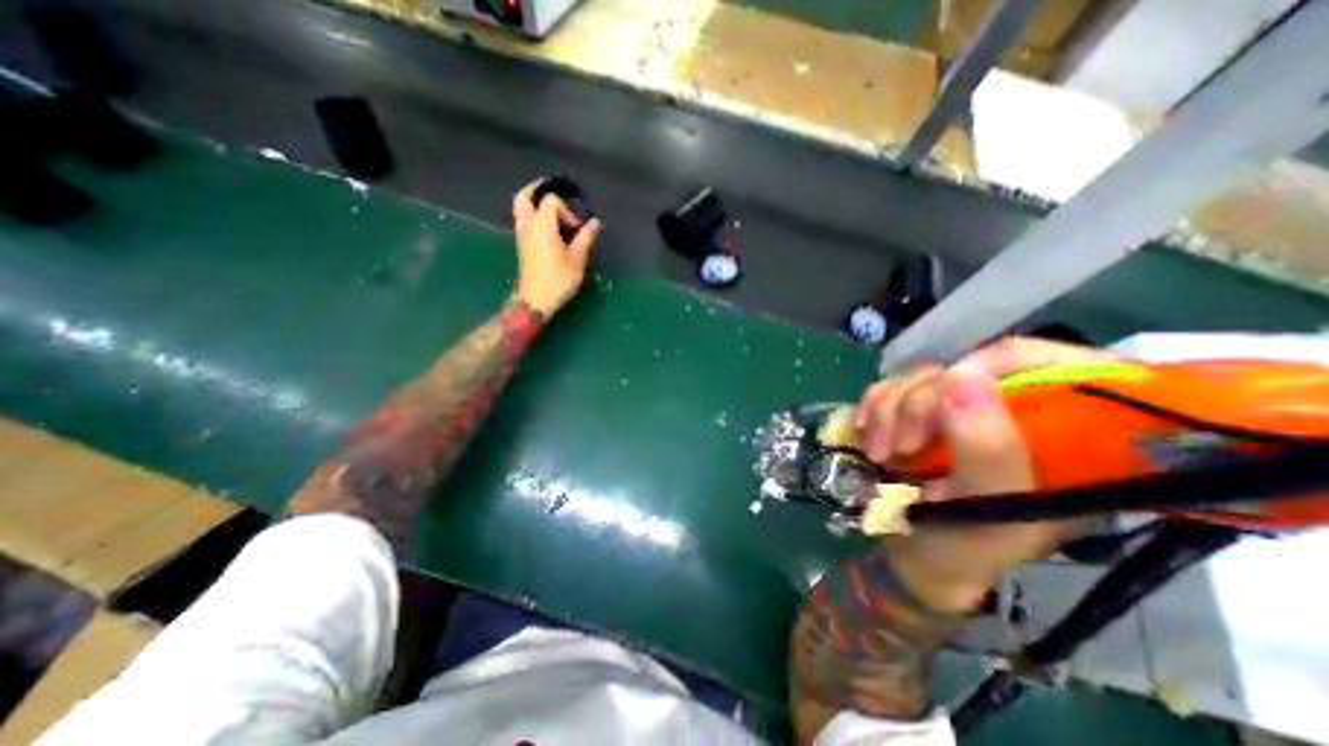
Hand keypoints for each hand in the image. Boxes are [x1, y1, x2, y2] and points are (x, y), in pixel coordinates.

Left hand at [510, 184, 603, 320]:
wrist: (536, 299)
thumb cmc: (558, 279)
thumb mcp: (577, 259)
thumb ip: (585, 237)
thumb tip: (594, 222)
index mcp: (542, 224)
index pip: (552, 202)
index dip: (567, 211)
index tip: (576, 229)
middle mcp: (528, 225)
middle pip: (524, 197)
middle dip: (537, 191)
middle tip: (552, 193)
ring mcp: (521, 235)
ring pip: (520, 209)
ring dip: (533, 204)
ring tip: (551, 210)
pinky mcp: (521, 246)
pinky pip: (523, 221)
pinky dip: (532, 217)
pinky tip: (548, 228)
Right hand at [850, 337, 1101, 611]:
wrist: (911, 558)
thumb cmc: (963, 549)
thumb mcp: (985, 510)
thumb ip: (986, 448)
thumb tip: (963, 373)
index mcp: (1061, 437)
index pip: (1047, 363)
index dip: (993, 365)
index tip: (948, 393)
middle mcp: (1009, 414)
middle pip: (963, 370)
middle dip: (918, 404)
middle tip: (901, 449)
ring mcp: (957, 411)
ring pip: (918, 376)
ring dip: (887, 410)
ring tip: (879, 454)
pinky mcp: (916, 413)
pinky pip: (888, 387)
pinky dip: (871, 408)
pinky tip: (867, 436)